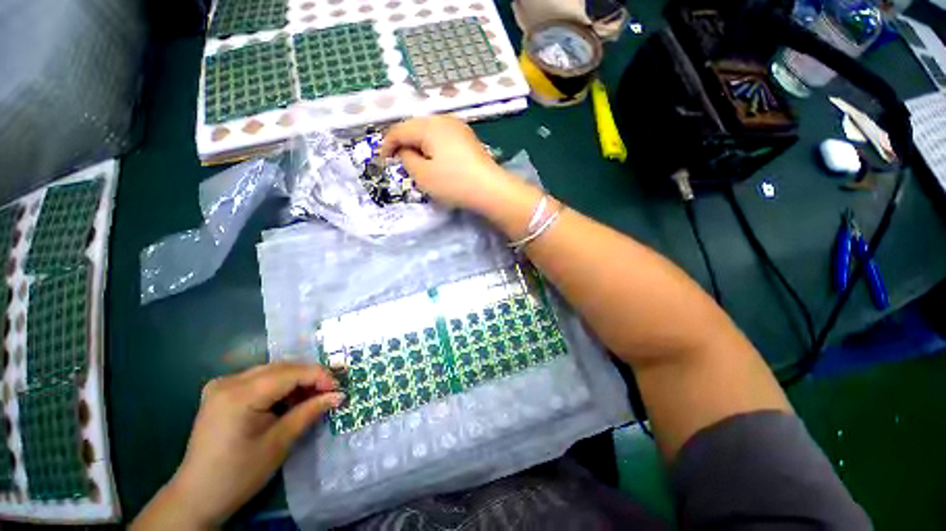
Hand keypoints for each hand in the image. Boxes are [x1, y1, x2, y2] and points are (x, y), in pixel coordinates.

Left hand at [132, 363, 343, 529]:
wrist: (197, 496)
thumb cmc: (239, 474)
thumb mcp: (279, 443)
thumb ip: (310, 412)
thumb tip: (339, 395)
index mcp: (239, 395)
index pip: (290, 373)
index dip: (319, 376)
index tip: (339, 388)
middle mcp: (228, 382)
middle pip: (281, 368)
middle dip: (310, 377)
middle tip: (330, 391)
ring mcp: (222, 385)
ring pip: (272, 371)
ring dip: (296, 380)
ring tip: (313, 396)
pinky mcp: (221, 392)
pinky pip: (260, 379)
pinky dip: (280, 386)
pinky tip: (289, 400)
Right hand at [380, 116, 516, 212]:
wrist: (490, 189)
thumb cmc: (453, 182)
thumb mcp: (422, 174)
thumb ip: (406, 159)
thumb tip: (406, 151)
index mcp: (429, 126)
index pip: (399, 130)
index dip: (387, 144)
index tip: (382, 160)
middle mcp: (444, 120)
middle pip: (415, 128)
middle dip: (404, 144)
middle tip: (399, 162)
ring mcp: (459, 128)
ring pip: (430, 133)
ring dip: (419, 146)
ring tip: (417, 163)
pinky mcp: (468, 139)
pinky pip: (443, 139)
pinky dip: (434, 149)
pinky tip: (436, 162)